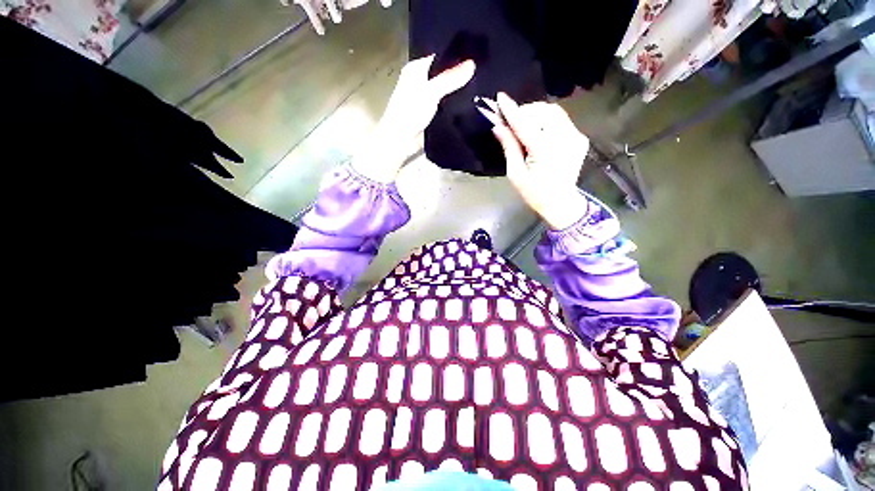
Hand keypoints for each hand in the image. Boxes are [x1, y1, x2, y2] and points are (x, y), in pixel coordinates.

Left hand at [353, 55, 475, 182]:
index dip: (457, 54)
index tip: (477, 54)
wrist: (401, 142)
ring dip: (459, 90)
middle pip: (445, 73)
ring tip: (481, 85)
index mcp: (416, 69)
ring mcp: (427, 98)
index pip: (440, 55)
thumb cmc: (409, 113)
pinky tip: (470, 103)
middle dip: (460, 73)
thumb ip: (449, 78)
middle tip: (482, 70)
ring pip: (447, 90)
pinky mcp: (432, 113)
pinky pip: (447, 104)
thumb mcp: (430, 92)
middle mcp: (421, 80)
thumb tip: (472, 63)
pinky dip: (456, 104)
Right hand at [491, 92, 590, 229]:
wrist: (560, 203)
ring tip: (524, 126)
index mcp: (544, 151)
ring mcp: (575, 137)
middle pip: (542, 111)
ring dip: (536, 114)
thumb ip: (509, 147)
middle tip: (512, 122)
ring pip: (554, 112)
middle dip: (525, 111)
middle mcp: (564, 139)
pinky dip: (547, 121)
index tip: (500, 96)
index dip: (512, 110)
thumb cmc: (534, 193)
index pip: (525, 124)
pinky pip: (561, 120)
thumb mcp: (516, 174)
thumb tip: (498, 127)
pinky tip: (540, 133)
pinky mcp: (580, 138)